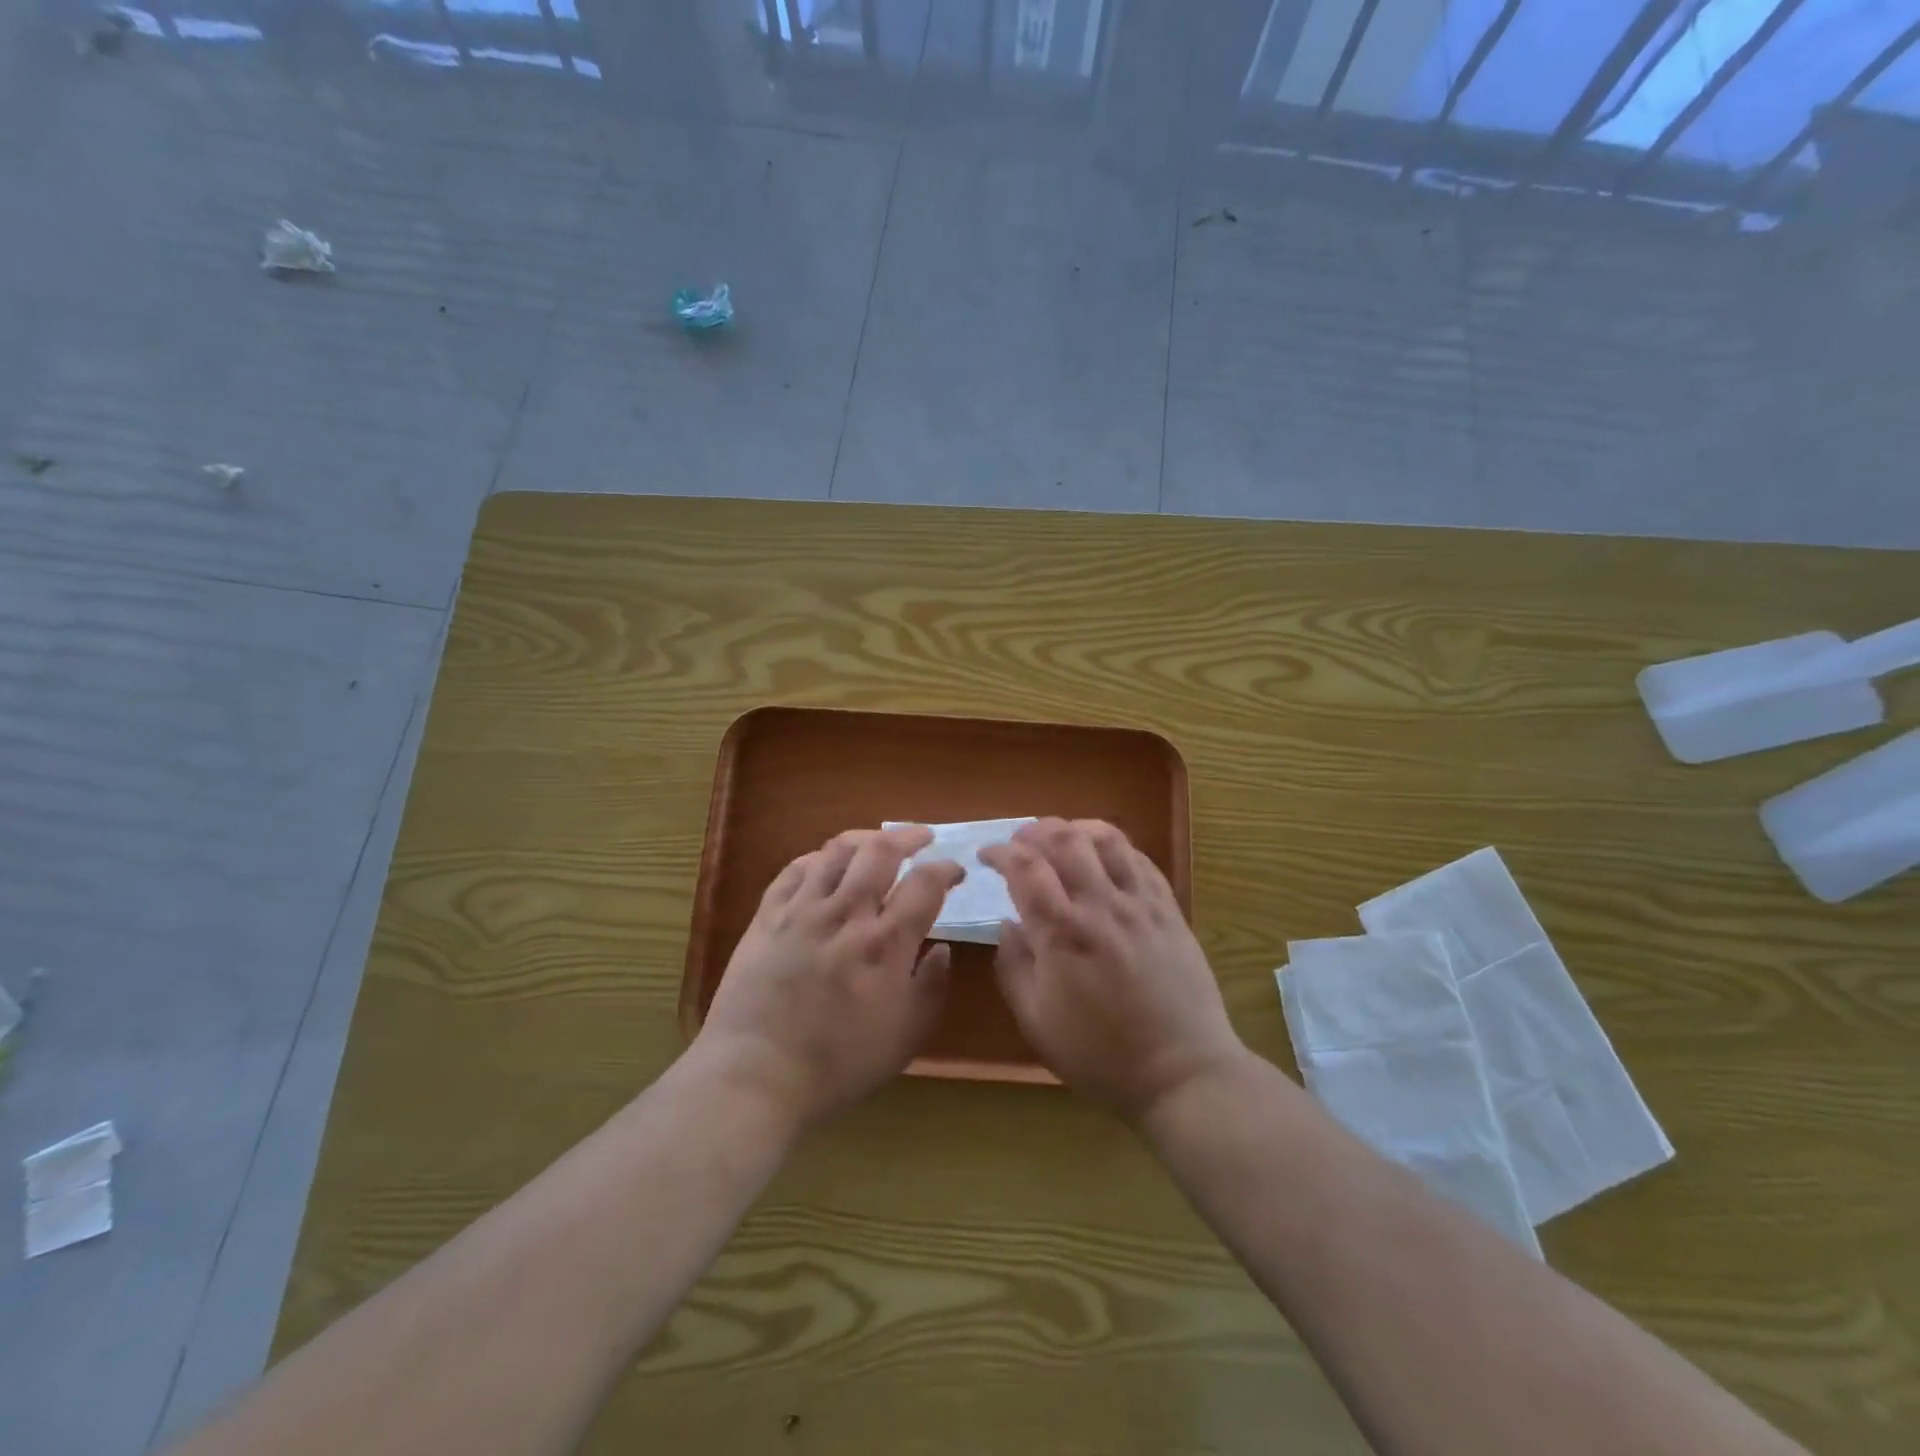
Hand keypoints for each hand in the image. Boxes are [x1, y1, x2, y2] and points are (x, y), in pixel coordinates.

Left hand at [697, 826, 962, 1130]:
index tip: (956, 871)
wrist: (756, 1075)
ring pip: (837, 851)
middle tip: (922, 838)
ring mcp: (803, 910)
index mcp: (886, 943)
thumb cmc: (838, 1065)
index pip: (925, 884)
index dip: (946, 869)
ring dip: (865, 839)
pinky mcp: (768, 915)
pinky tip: (826, 863)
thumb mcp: (904, 1038)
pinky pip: (795, 869)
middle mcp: (847, 913)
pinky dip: (818, 858)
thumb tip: (942, 949)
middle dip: (908, 836)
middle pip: (881, 851)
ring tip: (877, 843)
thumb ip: (931, 988)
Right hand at [979, 819, 1242, 1121]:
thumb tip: (1006, 924)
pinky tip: (1102, 857)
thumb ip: (1013, 966)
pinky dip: (1113, 846)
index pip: (1025, 867)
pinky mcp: (1168, 908)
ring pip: (1106, 839)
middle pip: (1063, 839)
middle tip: (1019, 842)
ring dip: (1075, 829)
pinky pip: (1139, 859)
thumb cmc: (1100, 1054)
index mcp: (1062, 932)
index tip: (987, 855)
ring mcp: (1139, 903)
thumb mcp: (1036, 1022)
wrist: (1181, 1072)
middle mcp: (1100, 904)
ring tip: (1059, 839)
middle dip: (1033, 831)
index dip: (1000, 852)